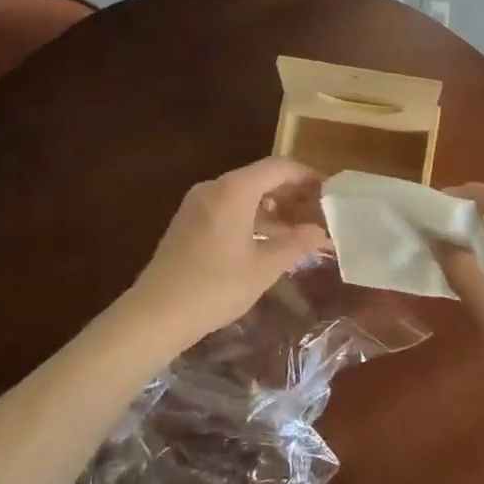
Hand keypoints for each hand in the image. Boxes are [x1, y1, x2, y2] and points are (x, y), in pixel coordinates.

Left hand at [127, 158, 329, 350]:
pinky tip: (265, 241)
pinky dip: (251, 217)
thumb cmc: (215, 287)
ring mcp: (197, 204)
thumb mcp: (264, 267)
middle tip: (317, 211)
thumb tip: (322, 232)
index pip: (279, 167)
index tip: (329, 191)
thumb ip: (296, 244)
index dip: (307, 175)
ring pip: (243, 194)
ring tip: (297, 230)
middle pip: (260, 177)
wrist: (154, 315)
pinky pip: (227, 207)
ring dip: (272, 208)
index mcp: (234, 190)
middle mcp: (214, 188)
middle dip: (291, 193)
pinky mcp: (187, 222)